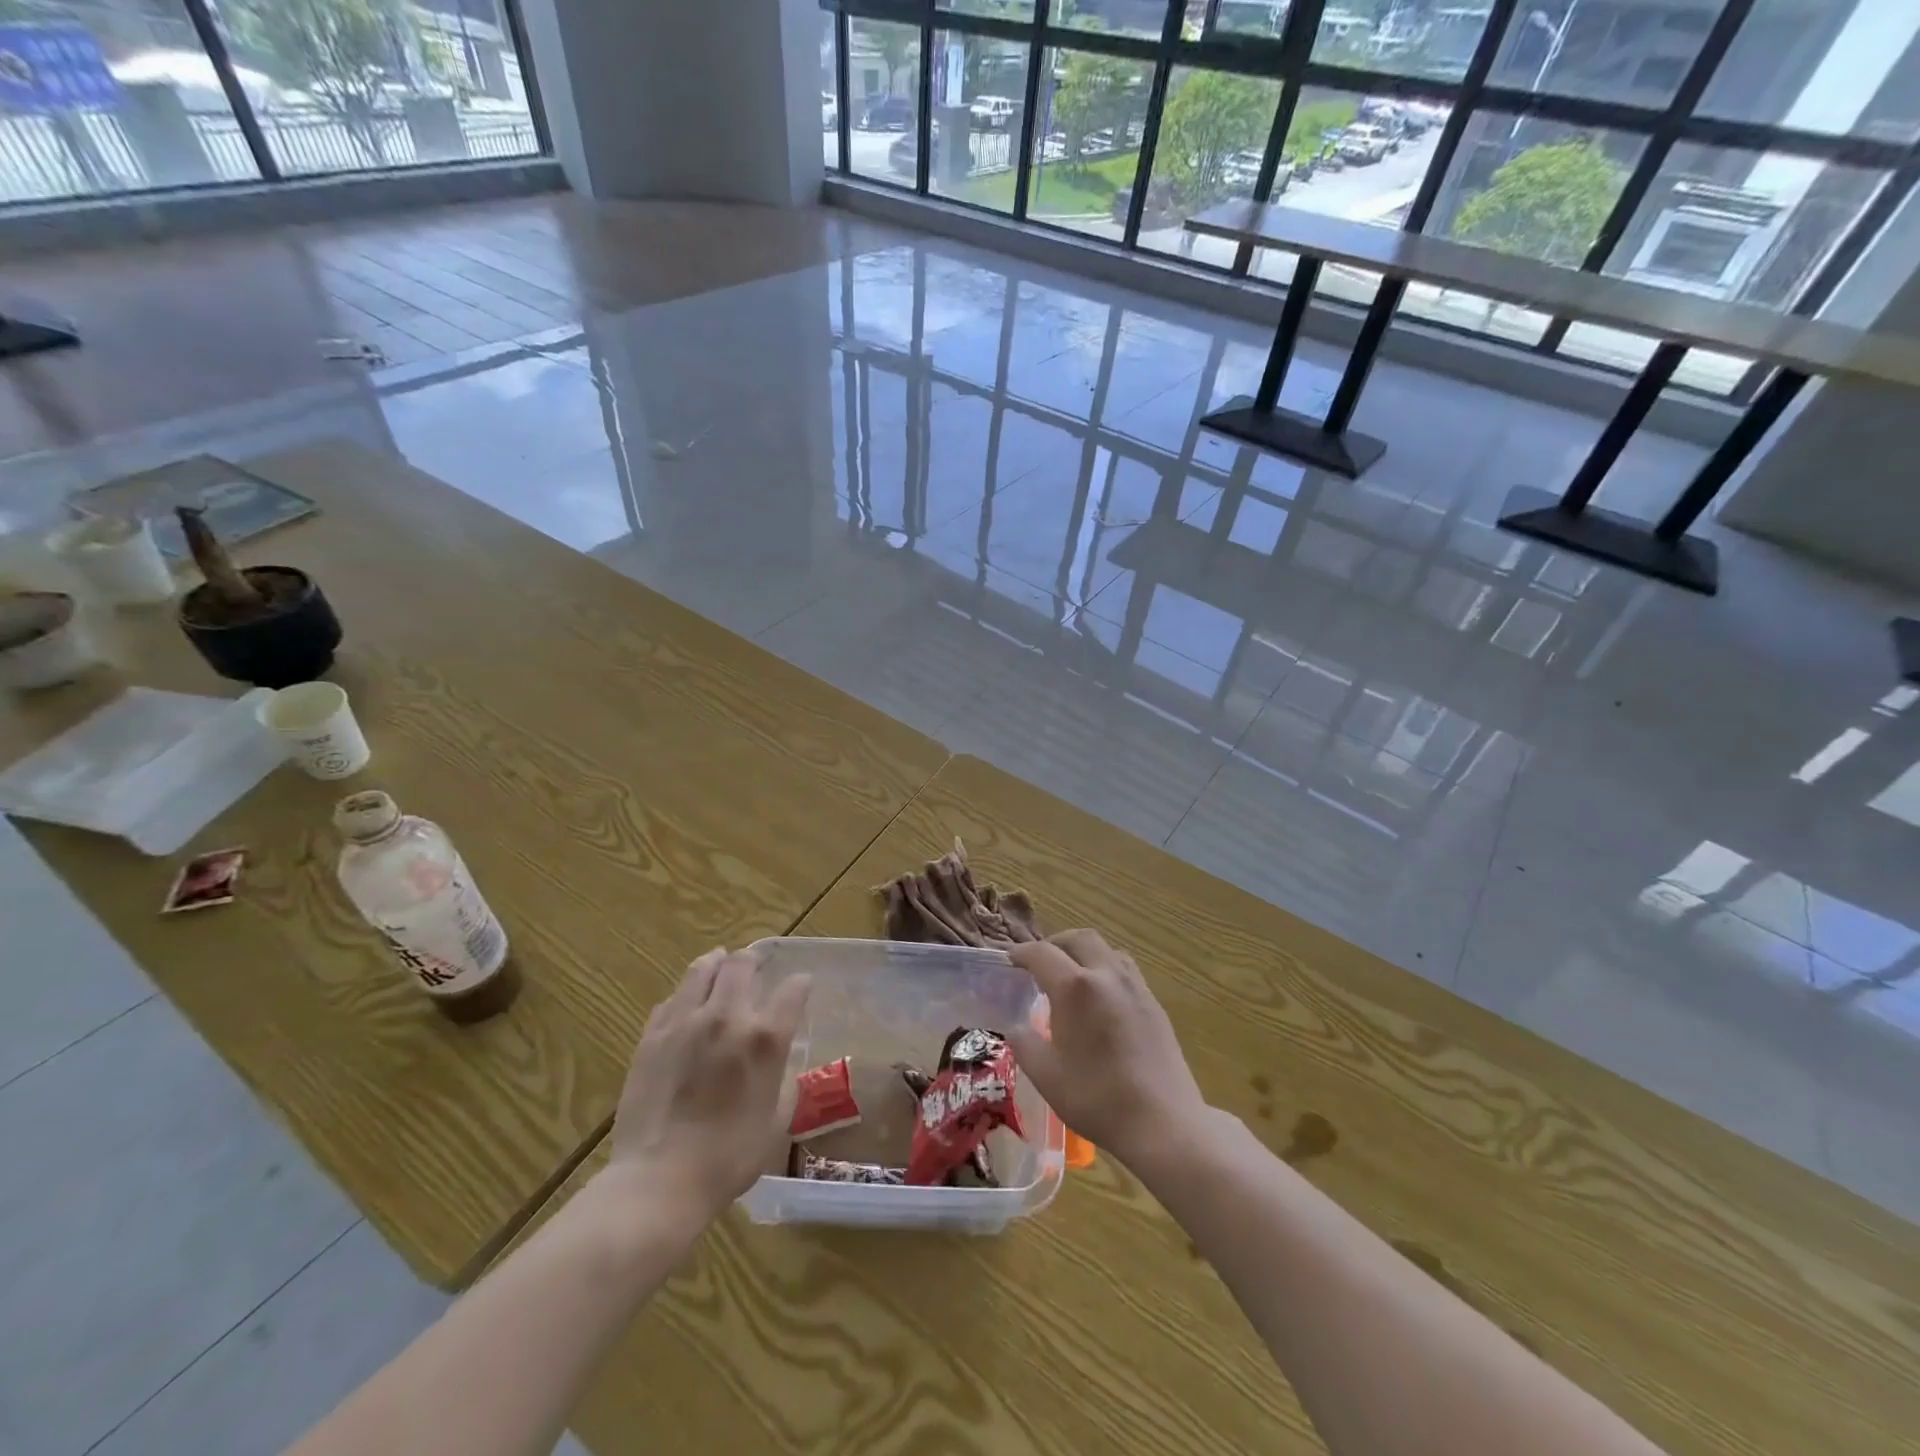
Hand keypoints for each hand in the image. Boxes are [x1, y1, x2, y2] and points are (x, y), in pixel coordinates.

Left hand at [605, 947, 810, 1225]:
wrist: (658, 1181)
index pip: (793, 989)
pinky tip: (688, 1005)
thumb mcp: (776, 1122)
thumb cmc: (728, 1159)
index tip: (801, 987)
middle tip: (756, 964)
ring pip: (702, 969)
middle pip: (743, 963)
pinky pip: (672, 998)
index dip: (801, 984)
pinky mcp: (652, 1035)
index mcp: (765, 1038)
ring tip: (720, 964)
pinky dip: (686, 995)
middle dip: (755, 959)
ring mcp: (685, 1022)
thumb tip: (780, 1061)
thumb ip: (783, 1081)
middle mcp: (728, 1016)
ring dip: (717, 962)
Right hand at [1005, 930, 1209, 1170]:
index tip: (1010, 960)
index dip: (1021, 953)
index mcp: (1076, 987)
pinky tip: (1101, 999)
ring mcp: (1135, 987)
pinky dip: (1105, 970)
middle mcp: (1107, 975)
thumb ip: (1025, 1044)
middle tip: (1040, 961)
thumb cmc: (1097, 1098)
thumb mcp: (1046, 1075)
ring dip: (1084, 952)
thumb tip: (1016, 1028)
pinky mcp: (1154, 1004)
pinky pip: (1125, 970)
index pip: (1042, 954)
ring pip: (1107, 950)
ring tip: (1072, 976)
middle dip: (1055, 943)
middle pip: (1079, 938)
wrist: (1163, 1122)